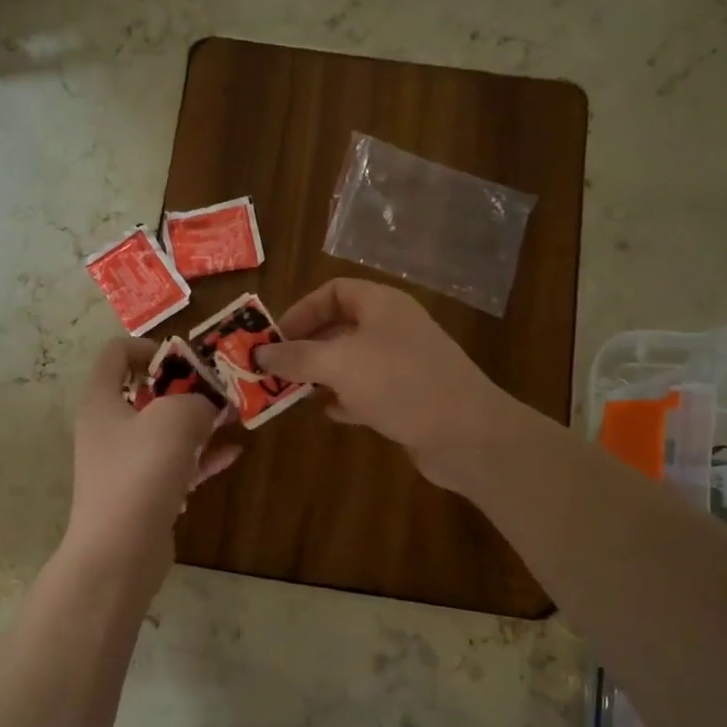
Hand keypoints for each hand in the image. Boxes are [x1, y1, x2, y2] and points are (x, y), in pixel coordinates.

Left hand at [62, 339, 240, 578]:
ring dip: (198, 420)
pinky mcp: (143, 492)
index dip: (150, 347)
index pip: (116, 353)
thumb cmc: (140, 473)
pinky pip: (175, 463)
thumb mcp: (176, 419)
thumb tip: (208, 404)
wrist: (119, 553)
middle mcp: (108, 427)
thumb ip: (198, 399)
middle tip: (220, 388)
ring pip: (164, 429)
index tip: (186, 359)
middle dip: (186, 386)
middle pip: (145, 391)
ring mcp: (124, 462)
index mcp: (102, 400)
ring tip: (234, 415)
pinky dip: (201, 456)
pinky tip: (234, 452)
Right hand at [254, 279, 529, 493]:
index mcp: (382, 305)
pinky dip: (345, 399)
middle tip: (274, 370)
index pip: (334, 291)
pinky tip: (330, 413)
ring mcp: (402, 364)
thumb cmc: (401, 384)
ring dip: (321, 375)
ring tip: (292, 392)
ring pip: (351, 362)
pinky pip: (367, 391)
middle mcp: (392, 329)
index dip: (302, 310)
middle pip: (339, 327)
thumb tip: (259, 354)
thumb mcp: (340, 363)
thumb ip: (296, 357)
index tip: (275, 338)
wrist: (467, 435)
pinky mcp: (407, 398)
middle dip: (305, 347)